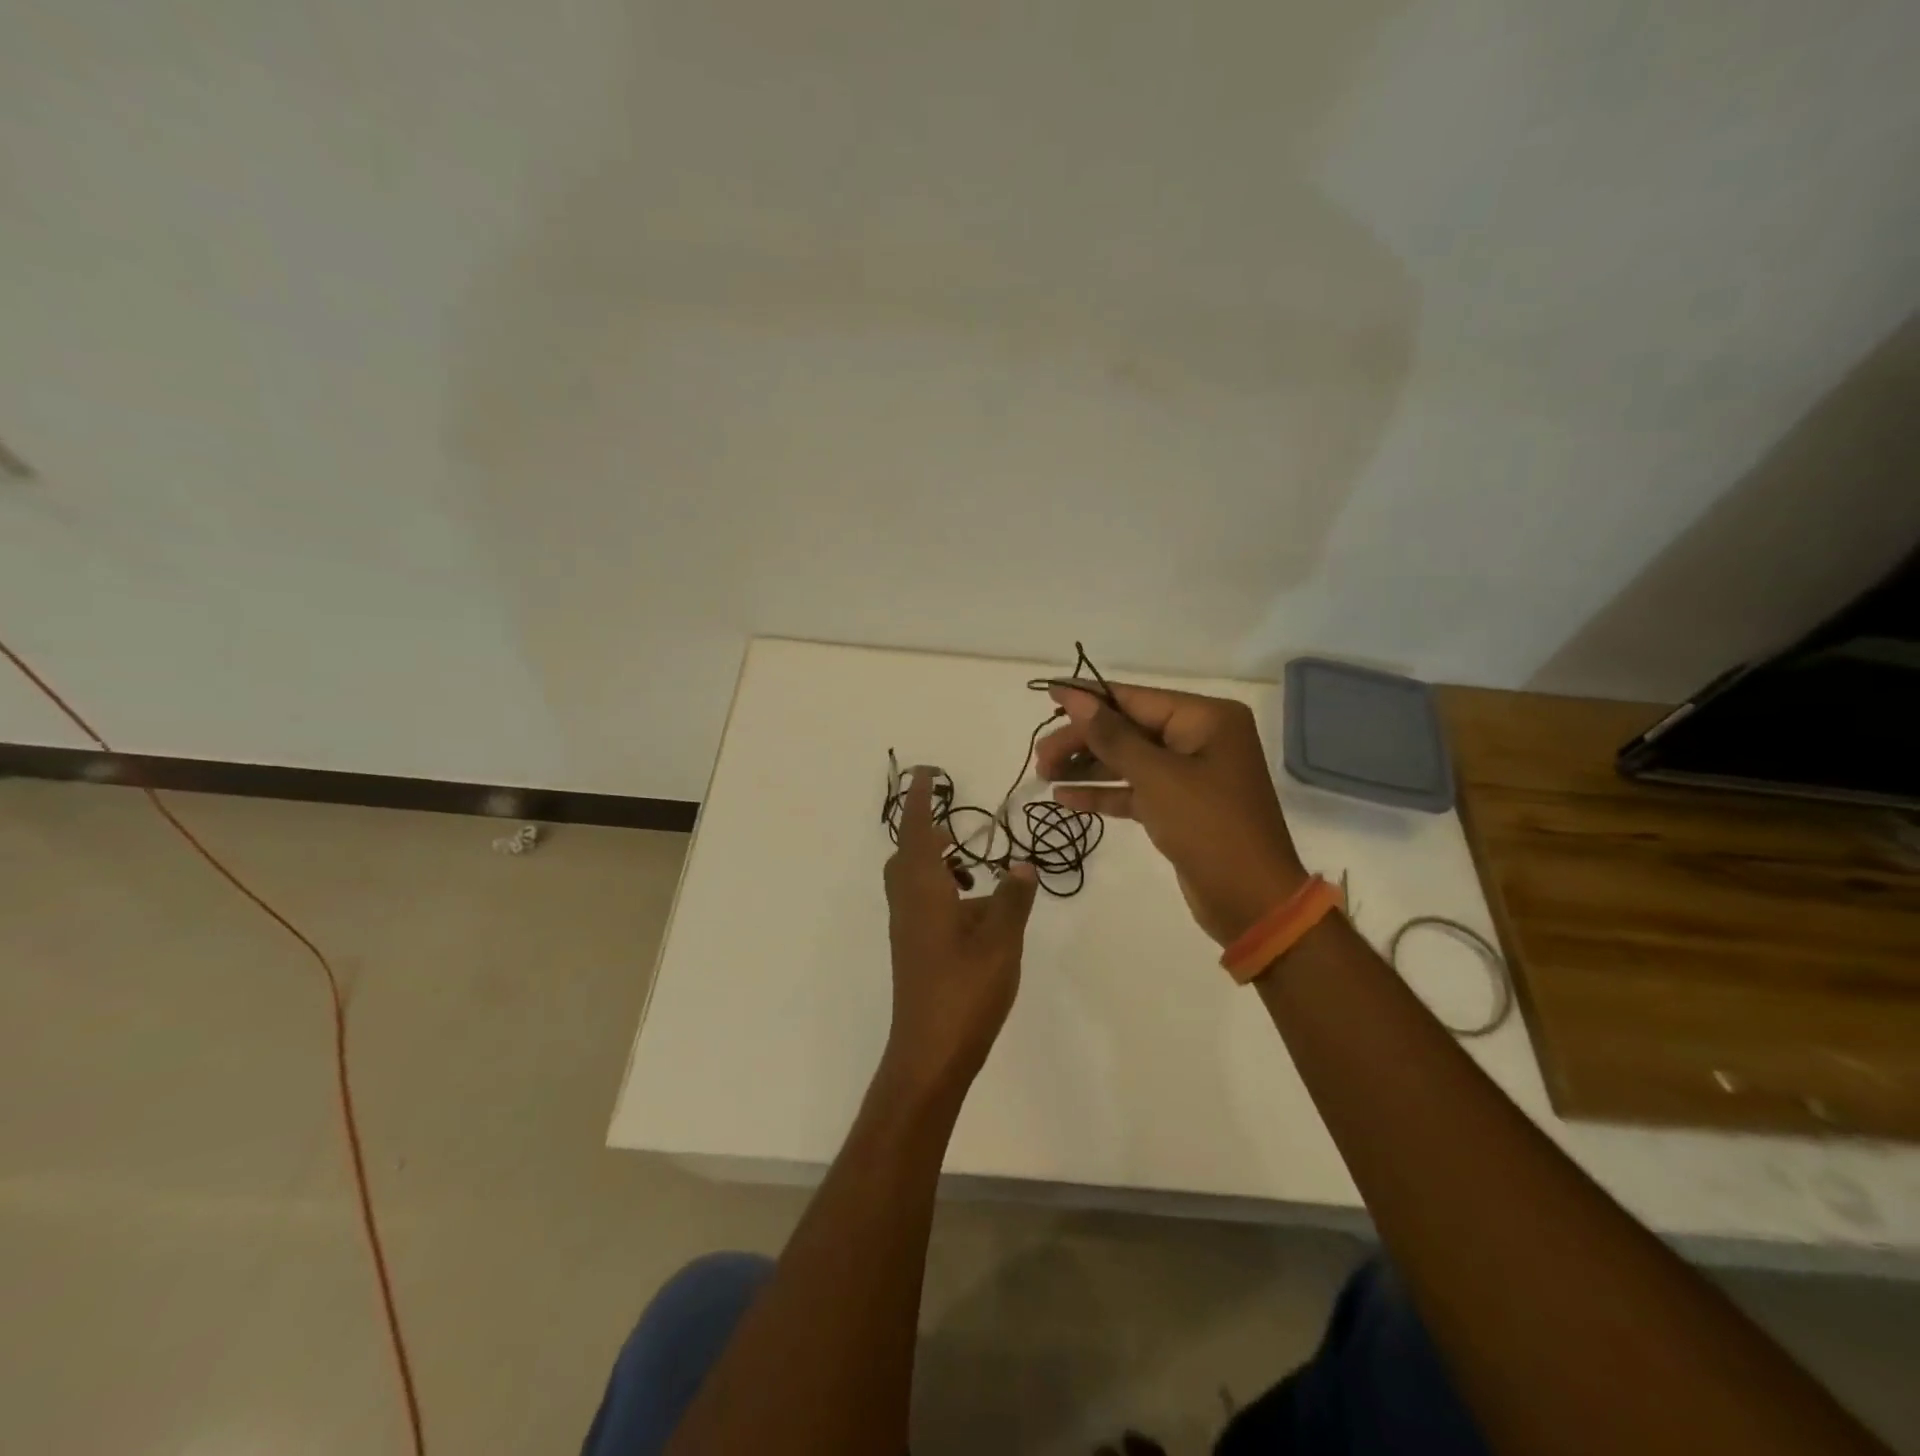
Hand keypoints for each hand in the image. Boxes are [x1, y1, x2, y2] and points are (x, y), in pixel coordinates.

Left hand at [882, 768, 1038, 1101]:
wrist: (930, 1051)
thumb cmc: (965, 989)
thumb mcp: (1001, 939)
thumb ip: (1012, 897)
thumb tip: (1023, 863)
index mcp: (923, 890)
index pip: (918, 831)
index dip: (921, 800)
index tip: (926, 772)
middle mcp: (908, 903)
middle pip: (907, 853)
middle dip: (927, 830)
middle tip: (957, 822)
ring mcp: (907, 929)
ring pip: (913, 880)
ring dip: (936, 862)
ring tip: (972, 865)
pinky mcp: (913, 950)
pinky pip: (921, 902)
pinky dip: (941, 890)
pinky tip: (973, 910)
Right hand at [1035, 682, 1306, 945]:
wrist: (1251, 901)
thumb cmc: (1208, 827)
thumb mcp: (1156, 777)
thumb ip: (1112, 736)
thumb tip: (1075, 698)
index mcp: (1206, 719)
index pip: (1135, 699)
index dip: (1089, 699)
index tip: (1047, 694)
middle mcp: (1199, 739)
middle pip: (1128, 730)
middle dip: (1083, 741)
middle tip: (1040, 757)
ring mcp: (1190, 775)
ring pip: (1128, 761)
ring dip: (1087, 767)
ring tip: (1043, 775)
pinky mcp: (1179, 807)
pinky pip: (1135, 790)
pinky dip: (1104, 793)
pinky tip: (1066, 799)